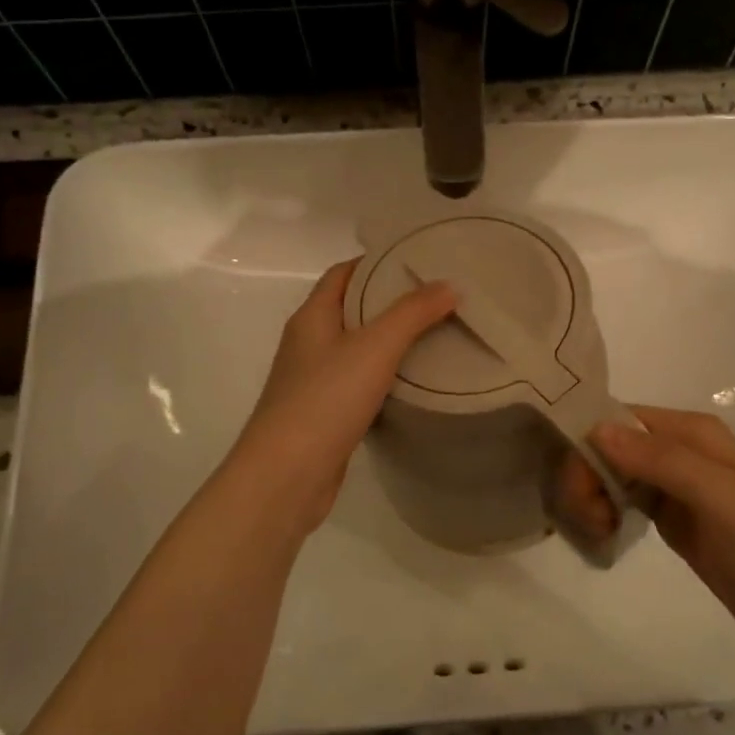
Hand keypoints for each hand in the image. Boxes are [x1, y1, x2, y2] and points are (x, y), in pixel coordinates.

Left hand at [230, 258, 456, 532]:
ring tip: (435, 333)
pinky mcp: (324, 414)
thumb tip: (448, 284)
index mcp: (312, 317)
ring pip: (356, 348)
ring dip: (389, 339)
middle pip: (351, 308)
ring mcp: (313, 380)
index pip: (343, 273)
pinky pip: (358, 382)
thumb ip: (412, 314)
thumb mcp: (375, 347)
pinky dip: (384, 375)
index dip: (377, 261)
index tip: (418, 259)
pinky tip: (413, 380)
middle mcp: (308, 343)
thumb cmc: (326, 399)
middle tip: (437, 296)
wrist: (286, 475)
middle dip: (390, 299)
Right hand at [556, 407, 734, 665]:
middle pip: (609, 444)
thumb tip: (596, 429)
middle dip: (588, 475)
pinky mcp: (671, 517)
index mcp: (692, 432)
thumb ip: (662, 460)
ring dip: (592, 495)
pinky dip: (604, 511)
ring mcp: (674, 485)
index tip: (577, 486)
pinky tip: (603, 533)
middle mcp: (679, 449)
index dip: (589, 443)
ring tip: (598, 531)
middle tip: (590, 519)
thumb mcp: (722, 498)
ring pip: (611, 471)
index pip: (619, 418)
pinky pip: (622, 499)